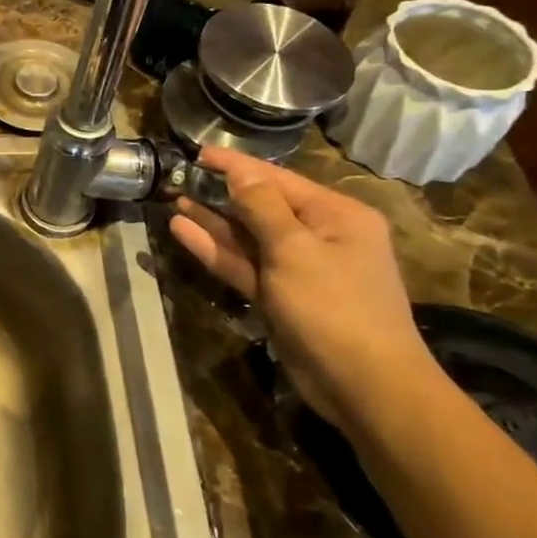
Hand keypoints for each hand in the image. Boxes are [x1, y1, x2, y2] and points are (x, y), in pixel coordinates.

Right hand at [168, 147, 438, 430]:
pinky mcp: (278, 296)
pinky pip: (243, 264)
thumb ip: (262, 207)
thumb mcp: (295, 249)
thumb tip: (240, 173)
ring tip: (173, 200)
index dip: (236, 166)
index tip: (198, 153)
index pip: (277, 179)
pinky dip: (216, 249)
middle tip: (178, 178)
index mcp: (336, 216)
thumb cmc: (334, 306)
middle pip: (261, 206)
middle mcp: (319, 236)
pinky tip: (183, 231)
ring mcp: (297, 269)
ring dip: (212, 220)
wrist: (362, 384)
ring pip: (247, 237)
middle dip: (221, 193)